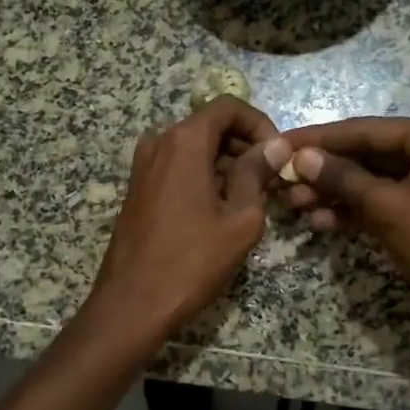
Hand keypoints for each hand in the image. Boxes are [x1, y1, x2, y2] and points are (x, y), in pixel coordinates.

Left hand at [90, 97, 290, 333]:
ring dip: (226, 163)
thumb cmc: (192, 260)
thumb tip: (276, 146)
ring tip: (253, 198)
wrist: (132, 303)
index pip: (228, 107)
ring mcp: (144, 165)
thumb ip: (257, 174)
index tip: (278, 154)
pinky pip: (178, 167)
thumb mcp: (240, 218)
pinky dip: (204, 176)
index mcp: (184, 141)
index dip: (259, 124)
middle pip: (210, 125)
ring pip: (194, 148)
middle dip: (245, 145)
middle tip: (272, 179)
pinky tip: (222, 209)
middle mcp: (159, 142)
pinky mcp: (139, 188)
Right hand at [280, 117, 409, 358]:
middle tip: (281, 179)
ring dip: (334, 193)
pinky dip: (353, 212)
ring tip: (293, 205)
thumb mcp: (388, 206)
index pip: (366, 130)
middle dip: (324, 170)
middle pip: (367, 155)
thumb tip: (300, 157)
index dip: (320, 139)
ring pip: (371, 182)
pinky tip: (320, 223)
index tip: (280, 142)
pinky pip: (382, 204)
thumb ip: (343, 178)